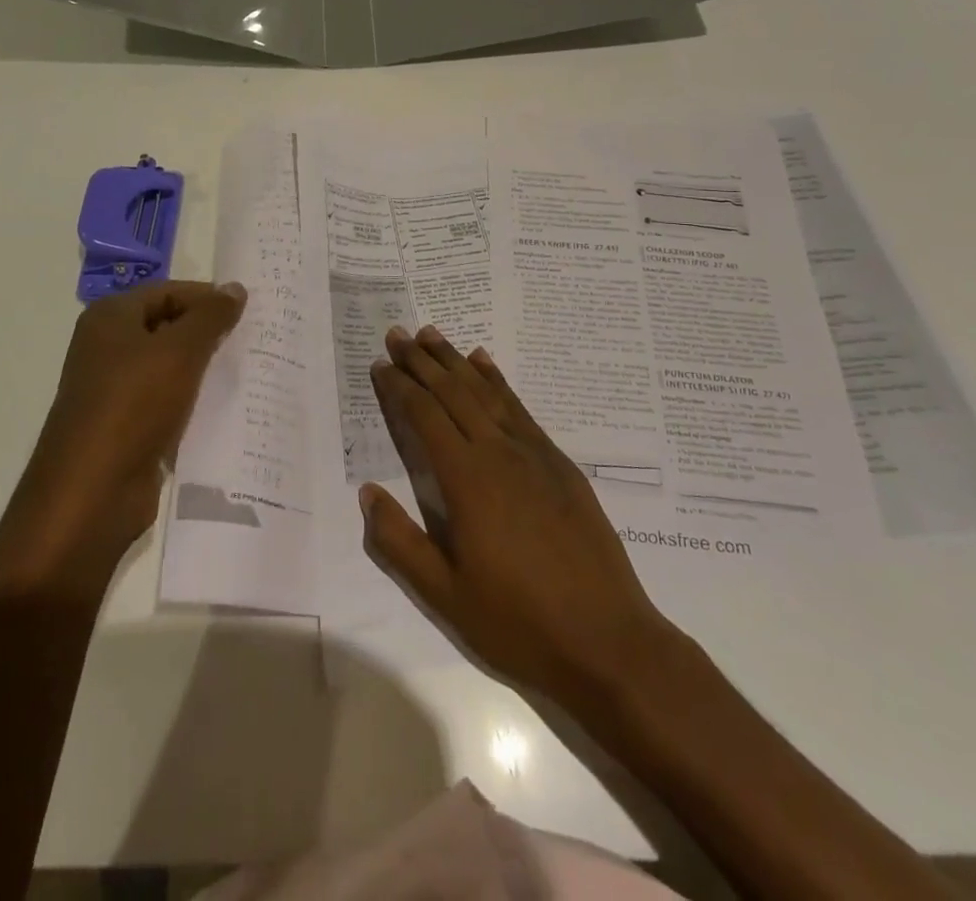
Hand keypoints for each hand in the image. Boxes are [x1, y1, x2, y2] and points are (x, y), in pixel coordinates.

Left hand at [0, 281, 245, 591]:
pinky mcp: (126, 426)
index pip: (169, 291)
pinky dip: (194, 402)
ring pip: (170, 367)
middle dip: (209, 333)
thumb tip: (235, 288)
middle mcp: (107, 347)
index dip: (208, 298)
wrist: (92, 493)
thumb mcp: (179, 352)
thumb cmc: (133, 406)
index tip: (250, 311)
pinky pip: (168, 402)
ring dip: (205, 369)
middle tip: (255, 340)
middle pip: (168, 326)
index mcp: (110, 318)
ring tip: (249, 372)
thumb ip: (210, 317)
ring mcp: (114, 389)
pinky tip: (227, 409)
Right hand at [361, 326, 681, 709]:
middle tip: (398, 333)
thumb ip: (400, 542)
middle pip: (453, 393)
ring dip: (456, 361)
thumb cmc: (518, 622)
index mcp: (467, 480)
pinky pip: (520, 408)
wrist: (608, 641)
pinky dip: (498, 381)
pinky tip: (486, 364)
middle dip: (422, 361)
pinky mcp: (559, 464)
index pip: (425, 417)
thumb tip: (367, 492)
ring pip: (486, 392)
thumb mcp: (445, 595)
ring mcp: (534, 454)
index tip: (381, 363)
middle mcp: (498, 453)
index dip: (400, 387)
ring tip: (433, 335)